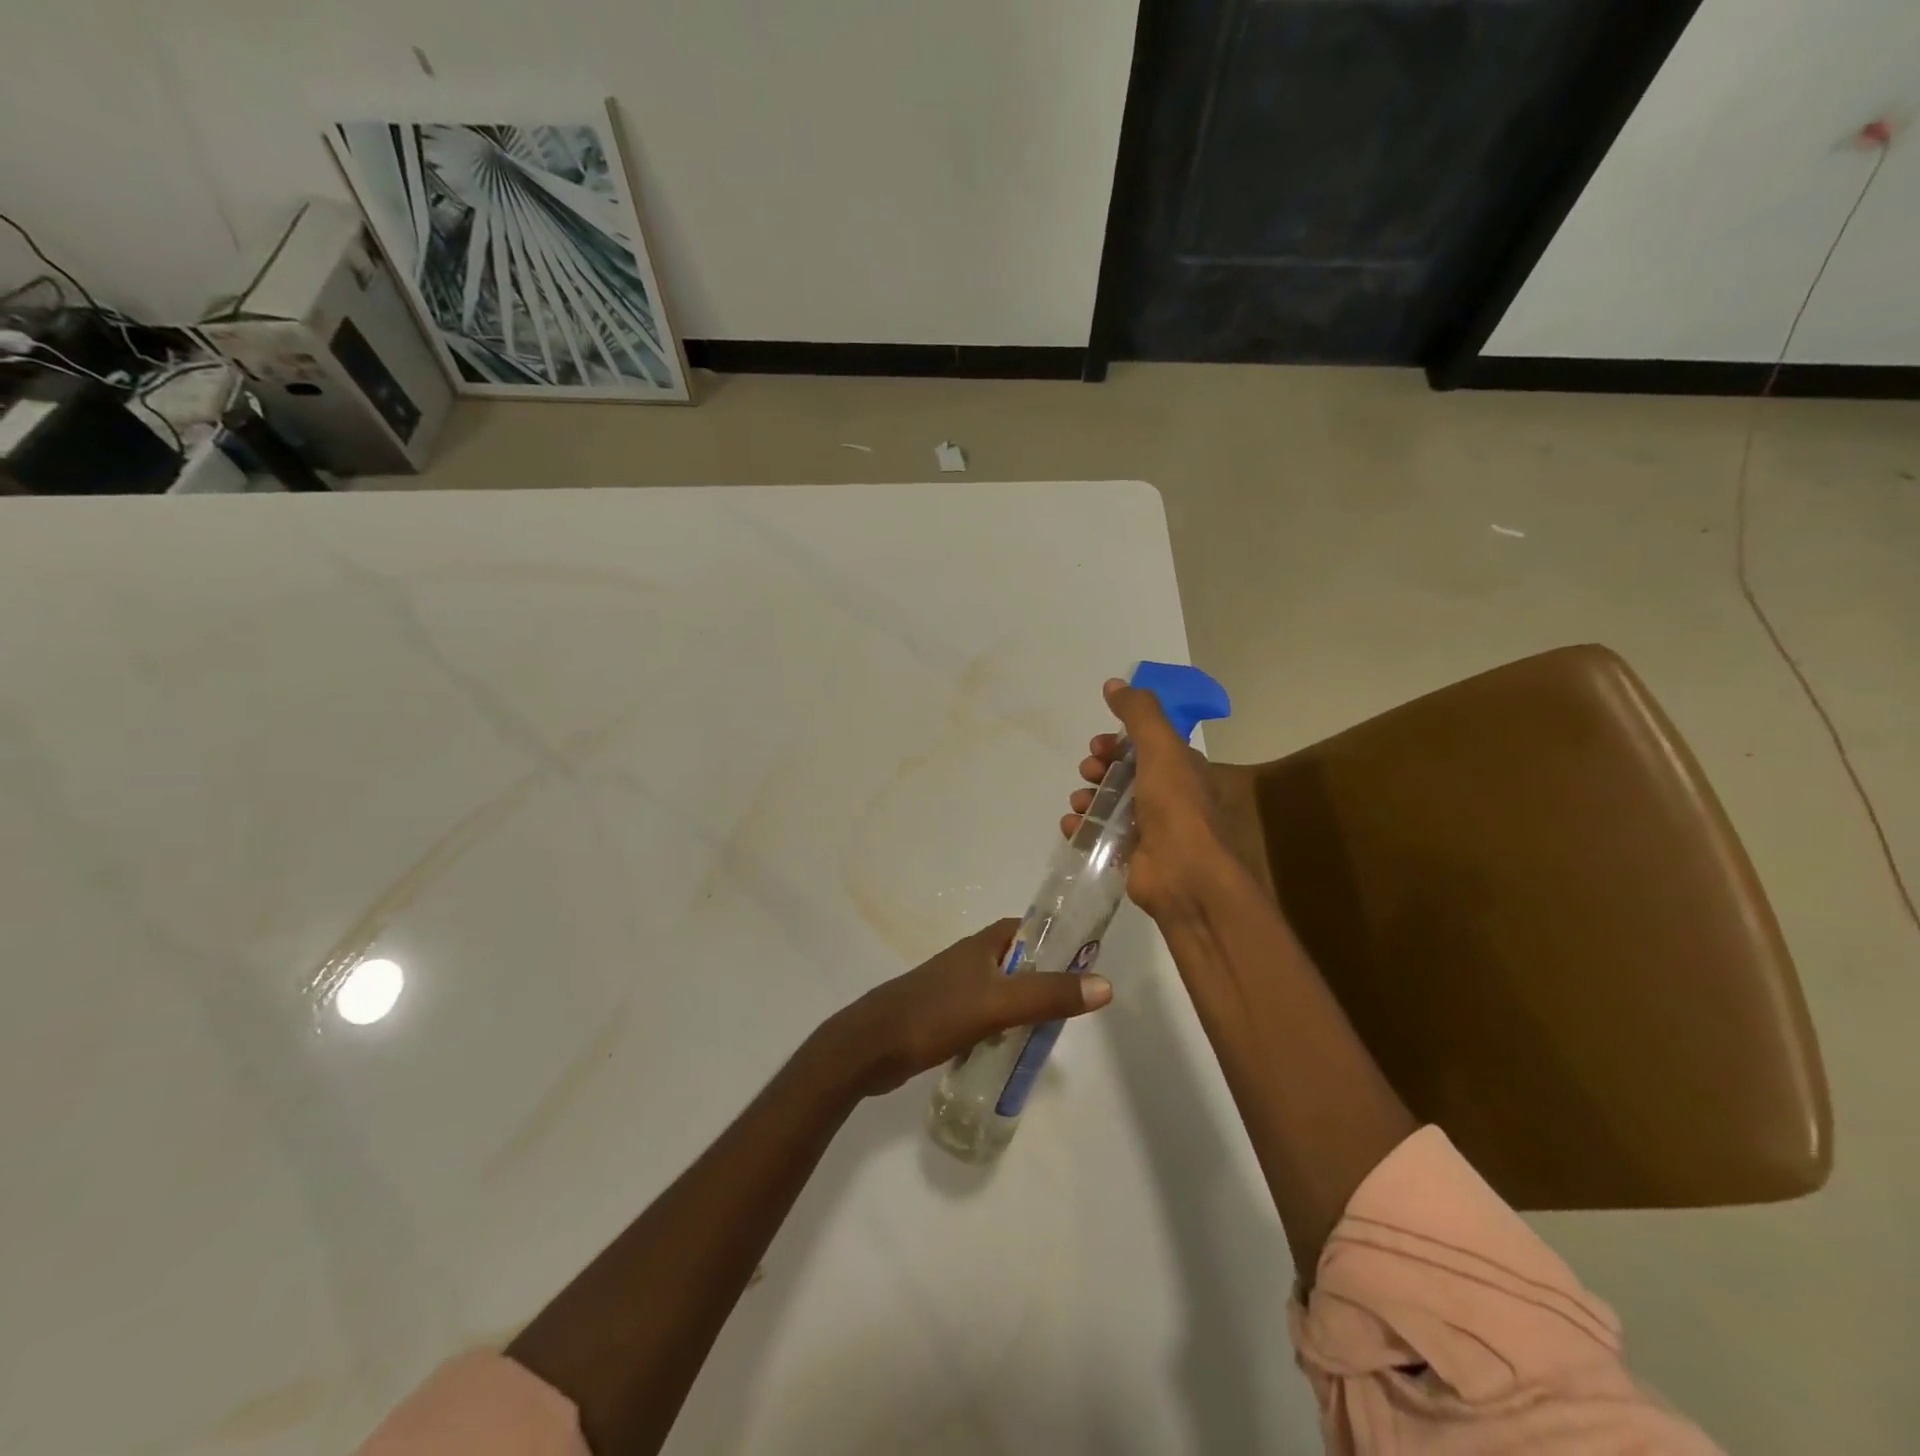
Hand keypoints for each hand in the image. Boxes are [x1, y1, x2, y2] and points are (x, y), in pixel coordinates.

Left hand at [826, 919, 1112, 1096]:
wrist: (871, 1047)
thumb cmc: (935, 1014)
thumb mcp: (998, 1004)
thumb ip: (1049, 995)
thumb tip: (1105, 985)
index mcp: (982, 945)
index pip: (1028, 929)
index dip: (1056, 939)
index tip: (1085, 961)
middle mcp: (969, 960)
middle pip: (1018, 963)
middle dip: (1045, 980)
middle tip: (1073, 1008)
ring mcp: (954, 989)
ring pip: (1001, 992)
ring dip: (1024, 1007)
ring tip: (1050, 1034)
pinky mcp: (943, 1016)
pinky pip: (985, 1016)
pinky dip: (1002, 1028)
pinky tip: (1012, 1051)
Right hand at [1061, 678, 1245, 921]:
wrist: (1184, 875)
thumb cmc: (1175, 806)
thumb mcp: (1160, 747)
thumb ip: (1138, 714)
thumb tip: (1114, 683)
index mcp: (1181, 769)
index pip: (1145, 746)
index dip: (1119, 742)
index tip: (1098, 744)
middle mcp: (1168, 797)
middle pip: (1125, 774)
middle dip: (1100, 768)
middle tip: (1088, 771)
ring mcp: (1151, 829)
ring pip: (1110, 805)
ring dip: (1088, 798)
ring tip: (1078, 802)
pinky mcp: (1133, 856)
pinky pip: (1101, 836)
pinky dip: (1082, 828)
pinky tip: (1071, 826)